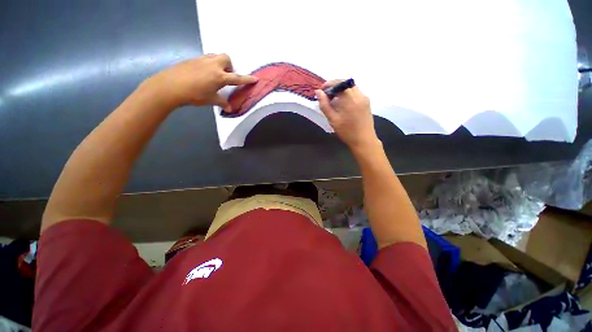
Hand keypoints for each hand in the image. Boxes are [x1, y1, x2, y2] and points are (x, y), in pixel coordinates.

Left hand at [149, 54, 257, 110]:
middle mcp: (213, 65)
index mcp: (220, 77)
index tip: (255, 78)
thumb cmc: (194, 95)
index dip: (247, 79)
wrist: (170, 86)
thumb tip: (229, 109)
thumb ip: (222, 103)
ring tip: (214, 74)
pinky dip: (208, 64)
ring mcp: (202, 60)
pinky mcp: (192, 59)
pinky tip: (202, 73)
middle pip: (226, 58)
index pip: (237, 78)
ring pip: (215, 55)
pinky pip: (205, 58)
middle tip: (225, 76)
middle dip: (229, 65)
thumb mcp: (210, 100)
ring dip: (219, 63)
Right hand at [316, 81, 379, 151]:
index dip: (328, 84)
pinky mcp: (367, 102)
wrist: (364, 140)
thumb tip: (318, 92)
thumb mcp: (333, 119)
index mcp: (350, 98)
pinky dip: (347, 94)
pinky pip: (355, 93)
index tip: (321, 91)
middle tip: (326, 96)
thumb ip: (324, 105)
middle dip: (334, 87)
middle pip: (345, 83)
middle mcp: (359, 94)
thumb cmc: (347, 131)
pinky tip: (343, 104)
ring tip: (334, 101)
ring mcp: (364, 97)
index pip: (338, 83)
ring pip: (351, 87)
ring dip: (341, 90)